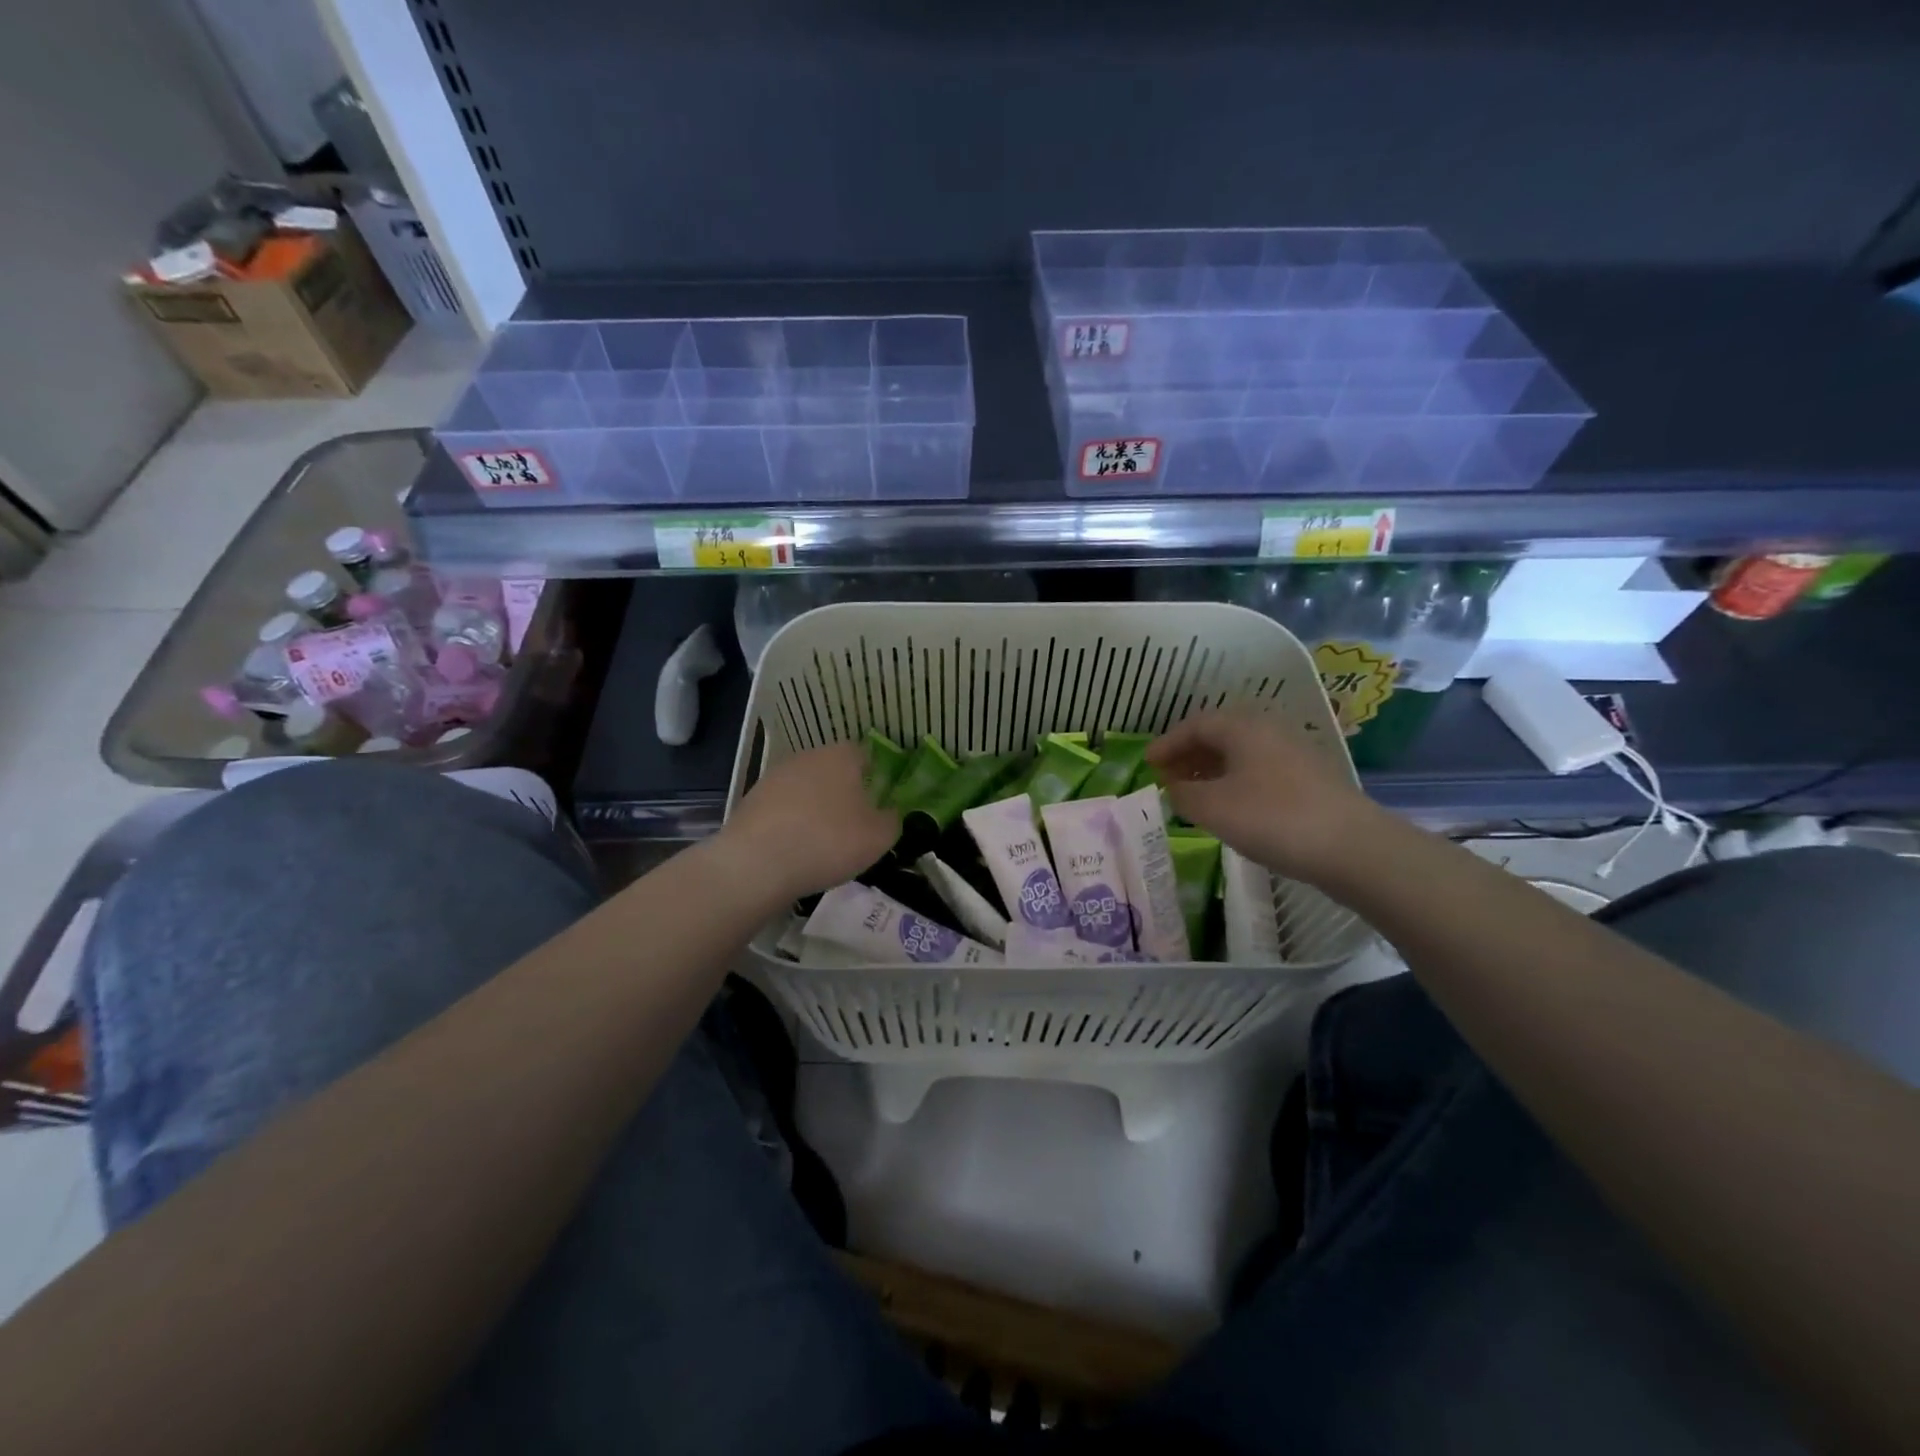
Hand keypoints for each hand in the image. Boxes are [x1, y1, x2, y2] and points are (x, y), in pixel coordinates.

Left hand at [717, 740, 899, 901]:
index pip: (865, 756)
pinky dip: (791, 824)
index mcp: (842, 756)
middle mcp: (808, 756)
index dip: (875, 778)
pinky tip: (795, 850)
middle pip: (833, 771)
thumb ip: (892, 820)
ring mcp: (775, 776)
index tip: (878, 805)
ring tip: (822, 843)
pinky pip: (783, 809)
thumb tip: (889, 813)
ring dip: (815, 809)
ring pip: (806, 789)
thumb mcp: (879, 837)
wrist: (757, 863)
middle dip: (844, 793)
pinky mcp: (751, 800)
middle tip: (853, 826)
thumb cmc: (828, 841)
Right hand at [1146, 712, 1387, 882]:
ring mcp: (1293, 752)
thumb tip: (1173, 787)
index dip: (1167, 743)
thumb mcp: (1213, 808)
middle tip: (1166, 777)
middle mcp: (1269, 729)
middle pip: (1219, 735)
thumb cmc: (1272, 818)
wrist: (1351, 846)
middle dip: (1188, 755)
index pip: (1194, 724)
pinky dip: (1235, 781)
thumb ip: (1183, 794)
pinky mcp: (1309, 778)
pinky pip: (1259, 769)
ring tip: (1193, 794)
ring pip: (1241, 753)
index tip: (1147, 763)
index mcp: (1243, 726)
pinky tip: (1230, 806)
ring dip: (1211, 769)